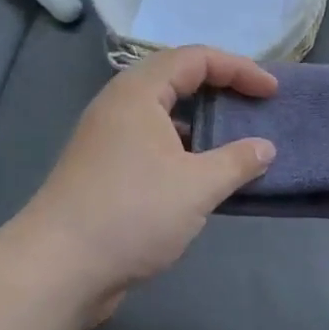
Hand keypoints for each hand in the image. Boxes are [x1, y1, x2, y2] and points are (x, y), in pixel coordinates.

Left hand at [6, 47, 276, 320]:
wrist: (56, 270)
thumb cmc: (131, 214)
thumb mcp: (196, 187)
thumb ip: (237, 162)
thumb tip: (265, 149)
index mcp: (138, 93)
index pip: (195, 59)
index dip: (239, 69)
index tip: (272, 91)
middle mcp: (119, 105)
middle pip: (177, 77)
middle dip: (220, 86)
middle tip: (254, 102)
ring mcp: (108, 138)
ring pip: (163, 112)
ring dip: (202, 118)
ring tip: (235, 135)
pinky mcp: (104, 169)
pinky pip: (153, 140)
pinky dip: (184, 145)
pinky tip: (203, 172)